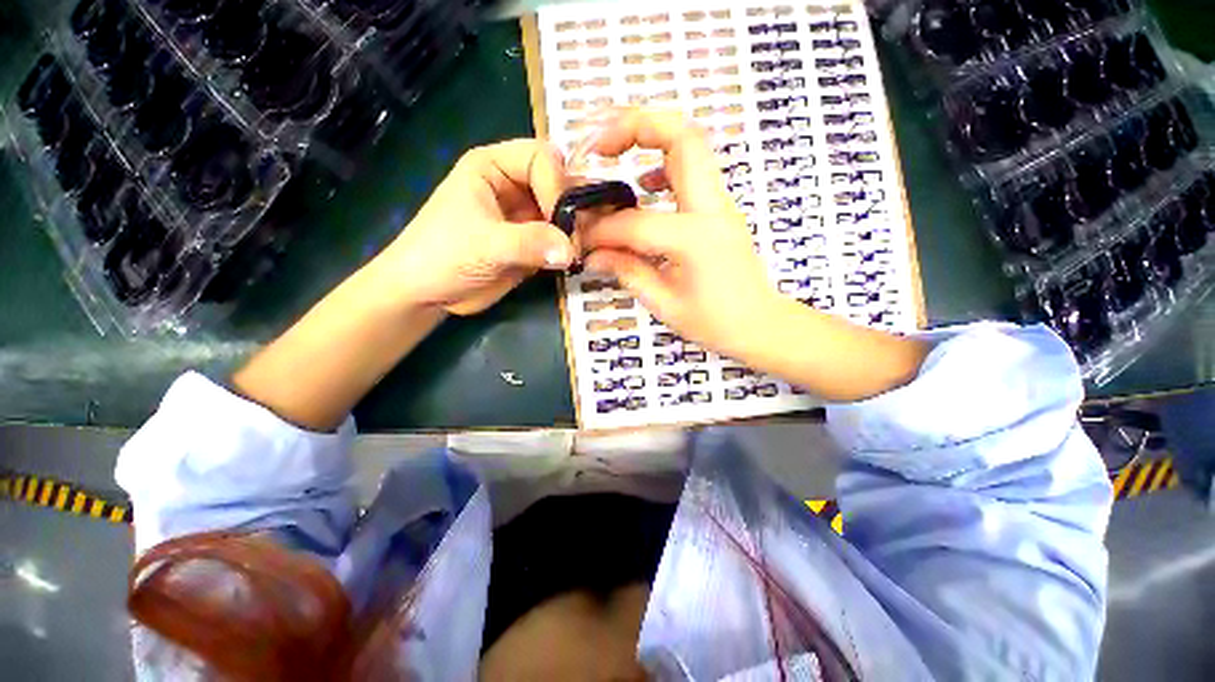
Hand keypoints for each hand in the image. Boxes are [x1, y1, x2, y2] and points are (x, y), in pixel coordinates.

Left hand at [378, 140, 573, 314]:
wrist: (429, 293)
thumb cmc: (443, 256)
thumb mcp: (485, 245)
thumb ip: (529, 243)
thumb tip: (571, 250)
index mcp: (493, 166)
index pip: (542, 159)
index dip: (557, 185)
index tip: (563, 222)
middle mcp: (514, 185)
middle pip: (559, 182)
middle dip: (574, 208)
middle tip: (583, 237)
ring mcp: (525, 215)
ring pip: (564, 213)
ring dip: (577, 230)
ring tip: (584, 250)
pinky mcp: (533, 242)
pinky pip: (561, 239)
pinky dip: (572, 248)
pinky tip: (579, 259)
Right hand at [577, 109, 782, 358]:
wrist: (760, 324)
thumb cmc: (715, 322)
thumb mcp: (664, 304)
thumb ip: (627, 272)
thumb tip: (593, 255)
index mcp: (694, 238)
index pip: (634, 222)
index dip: (601, 230)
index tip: (583, 239)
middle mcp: (711, 208)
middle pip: (681, 136)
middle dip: (632, 125)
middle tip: (595, 143)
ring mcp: (720, 203)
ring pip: (689, 144)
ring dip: (648, 137)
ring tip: (612, 154)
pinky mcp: (719, 208)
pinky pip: (692, 169)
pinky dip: (662, 166)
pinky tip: (642, 186)